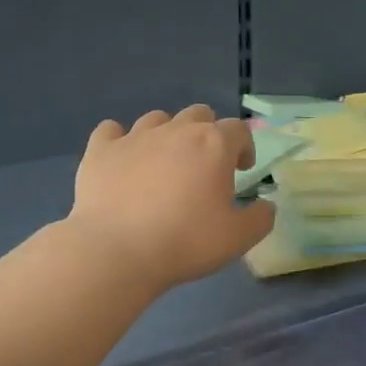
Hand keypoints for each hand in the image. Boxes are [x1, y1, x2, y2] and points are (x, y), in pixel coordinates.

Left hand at [68, 106, 274, 292]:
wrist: (116, 251)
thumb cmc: (185, 242)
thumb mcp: (237, 238)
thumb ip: (260, 218)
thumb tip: (265, 206)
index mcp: (213, 145)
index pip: (238, 130)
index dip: (244, 147)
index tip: (241, 170)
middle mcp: (176, 131)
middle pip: (199, 114)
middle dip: (207, 134)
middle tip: (204, 166)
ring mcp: (134, 137)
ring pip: (157, 119)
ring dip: (167, 134)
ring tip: (164, 163)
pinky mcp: (100, 150)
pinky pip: (111, 131)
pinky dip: (119, 140)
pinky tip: (122, 159)